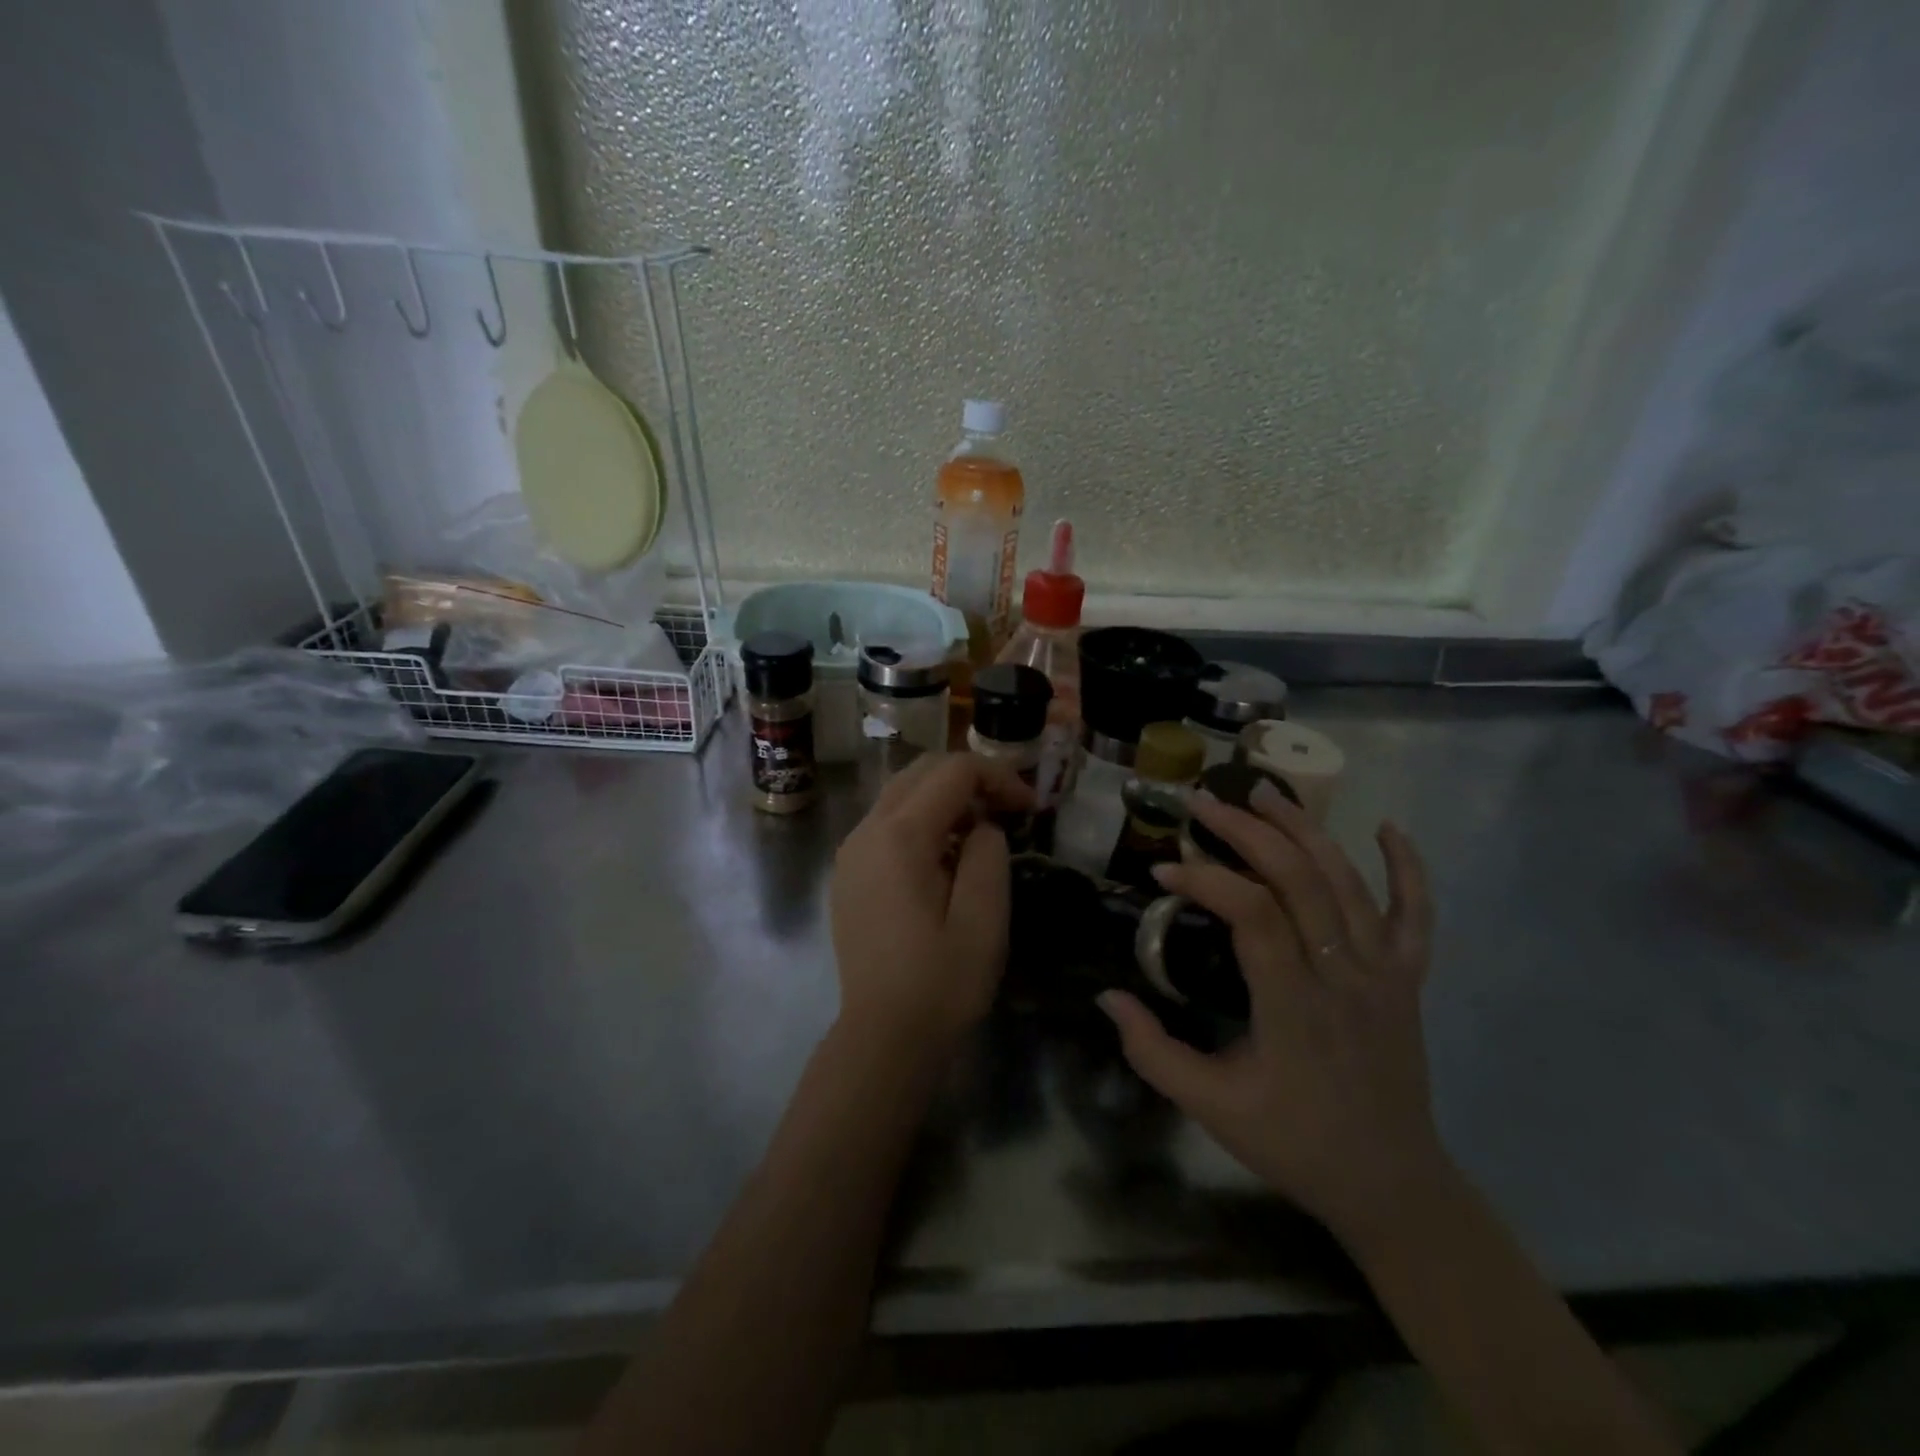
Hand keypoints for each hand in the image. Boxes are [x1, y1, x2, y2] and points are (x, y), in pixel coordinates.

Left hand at [829, 753, 1032, 1052]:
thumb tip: (981, 826)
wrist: (883, 1038)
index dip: (999, 777)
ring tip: (981, 835)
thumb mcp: (985, 917)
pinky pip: (886, 825)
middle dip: (970, 780)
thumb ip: (988, 852)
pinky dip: (921, 822)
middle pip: (921, 771)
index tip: (1031, 809)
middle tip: (1009, 812)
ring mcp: (850, 853)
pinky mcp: (847, 875)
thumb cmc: (941, 982)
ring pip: (900, 795)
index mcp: (900, 836)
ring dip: (945, 800)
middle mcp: (866, 831)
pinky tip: (944, 860)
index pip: (953, 771)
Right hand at [1098, 782, 1443, 1244]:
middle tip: (1203, 803)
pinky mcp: (1408, 979)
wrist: (1391, 1185)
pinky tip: (1386, 827)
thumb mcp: (1209, 1107)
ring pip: (1348, 883)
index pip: (1254, 917)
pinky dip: (1408, 867)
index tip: (1163, 867)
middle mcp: (1343, 978)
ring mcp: (1384, 974)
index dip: (1207, 880)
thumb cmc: (1293, 1143)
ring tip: (1263, 791)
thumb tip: (1107, 994)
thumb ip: (1151, 1051)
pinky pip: (1416, 915)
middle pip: (1301, 881)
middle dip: (1248, 832)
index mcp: (1294, 1009)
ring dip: (1305, 829)